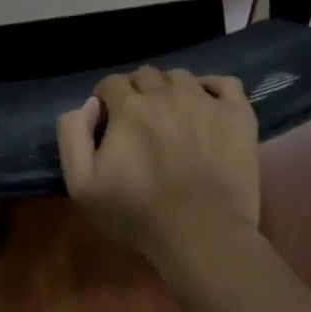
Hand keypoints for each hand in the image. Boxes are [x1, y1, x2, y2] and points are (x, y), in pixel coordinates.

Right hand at [56, 66, 260, 270]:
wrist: (203, 236)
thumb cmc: (138, 215)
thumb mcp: (82, 185)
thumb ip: (72, 135)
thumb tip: (87, 105)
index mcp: (129, 107)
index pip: (112, 83)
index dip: (107, 100)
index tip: (110, 121)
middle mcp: (166, 93)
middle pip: (146, 75)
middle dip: (137, 92)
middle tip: (141, 121)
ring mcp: (205, 101)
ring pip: (181, 78)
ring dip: (171, 90)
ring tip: (173, 116)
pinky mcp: (237, 115)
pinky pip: (225, 84)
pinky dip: (213, 88)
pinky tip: (207, 106)